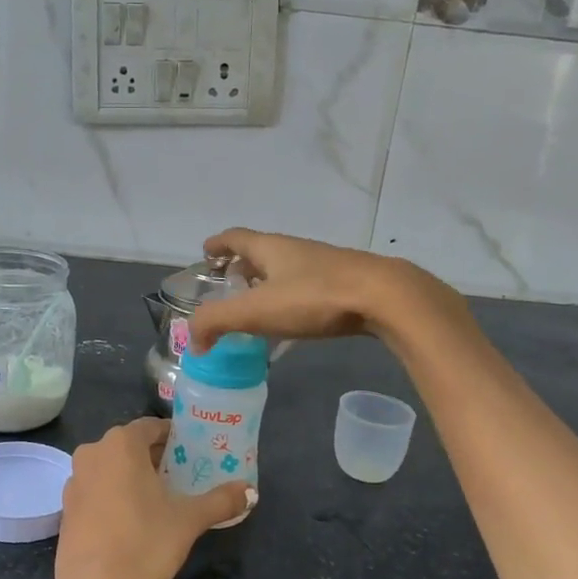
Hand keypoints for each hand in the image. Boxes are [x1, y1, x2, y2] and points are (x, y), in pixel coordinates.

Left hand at [55, 418, 251, 578]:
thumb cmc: (144, 542)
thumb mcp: (189, 520)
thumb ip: (221, 501)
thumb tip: (251, 492)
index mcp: (121, 444)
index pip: (151, 427)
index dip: (173, 437)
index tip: (191, 451)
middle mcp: (93, 452)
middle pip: (130, 446)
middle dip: (155, 458)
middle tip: (181, 476)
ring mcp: (75, 480)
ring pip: (110, 467)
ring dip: (132, 476)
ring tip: (159, 499)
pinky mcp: (66, 508)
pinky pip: (96, 489)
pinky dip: (113, 495)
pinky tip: (131, 520)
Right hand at [188, 228, 457, 352]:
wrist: (383, 297)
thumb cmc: (314, 297)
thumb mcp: (256, 311)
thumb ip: (217, 323)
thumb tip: (194, 341)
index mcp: (270, 248)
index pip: (235, 237)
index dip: (217, 244)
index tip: (205, 253)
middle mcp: (295, 249)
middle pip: (261, 252)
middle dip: (242, 266)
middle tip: (228, 286)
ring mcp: (323, 265)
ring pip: (286, 269)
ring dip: (268, 283)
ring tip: (257, 307)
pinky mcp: (344, 284)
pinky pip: (307, 287)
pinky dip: (291, 298)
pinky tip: (294, 321)